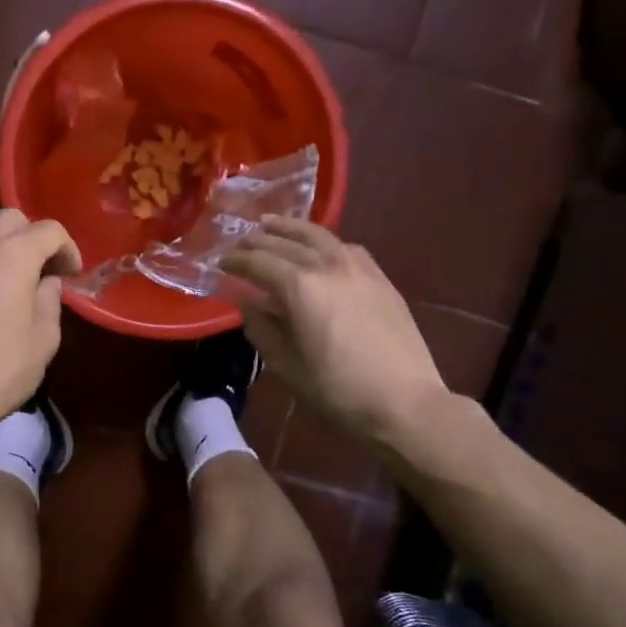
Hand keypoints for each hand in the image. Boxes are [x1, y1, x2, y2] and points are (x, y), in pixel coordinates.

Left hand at [0, 209, 81, 438]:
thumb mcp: (42, 342)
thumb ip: (49, 302)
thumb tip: (46, 283)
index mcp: (10, 257)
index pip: (48, 230)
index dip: (67, 247)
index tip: (71, 272)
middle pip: (8, 219)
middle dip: (30, 237)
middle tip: (39, 270)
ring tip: (2, 284)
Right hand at [223, 217, 446, 444]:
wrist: (405, 402)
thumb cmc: (337, 390)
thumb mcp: (286, 366)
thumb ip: (262, 328)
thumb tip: (248, 302)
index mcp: (299, 288)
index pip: (258, 263)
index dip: (236, 261)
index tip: (221, 262)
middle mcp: (327, 266)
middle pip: (286, 242)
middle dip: (259, 240)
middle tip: (241, 241)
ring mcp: (358, 268)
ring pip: (318, 235)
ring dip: (291, 228)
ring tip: (273, 224)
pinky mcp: (380, 278)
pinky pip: (346, 247)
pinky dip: (324, 241)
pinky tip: (320, 247)